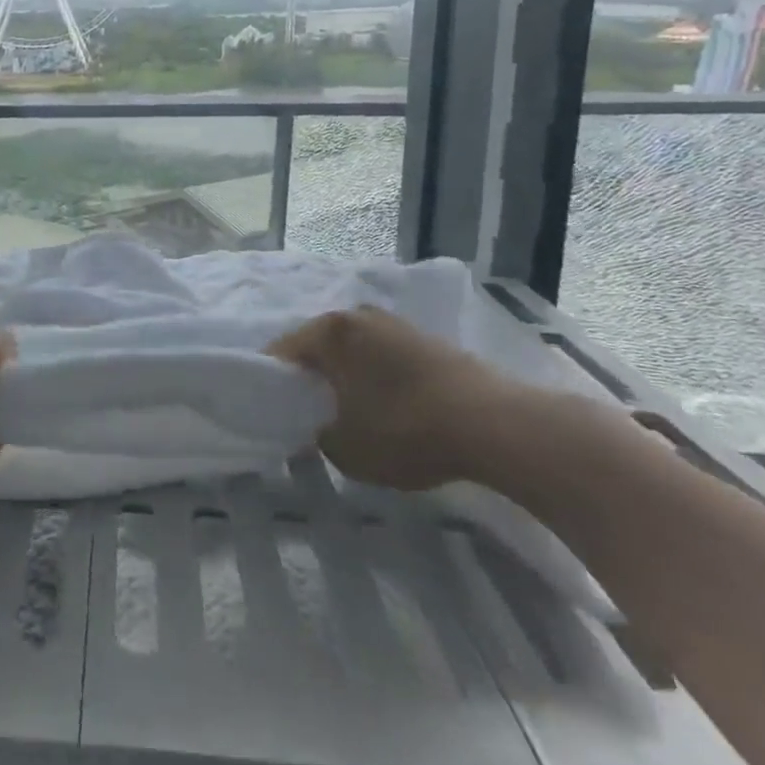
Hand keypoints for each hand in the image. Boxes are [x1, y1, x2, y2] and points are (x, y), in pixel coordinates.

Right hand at [270, 308, 529, 489]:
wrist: (494, 425)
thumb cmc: (403, 430)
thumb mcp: (344, 448)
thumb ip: (316, 436)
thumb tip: (317, 428)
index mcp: (328, 332)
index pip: (282, 352)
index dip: (271, 383)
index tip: (269, 411)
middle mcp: (358, 316)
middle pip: (319, 346)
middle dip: (310, 376)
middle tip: (306, 411)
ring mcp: (397, 324)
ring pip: (354, 350)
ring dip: (346, 375)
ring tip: (347, 410)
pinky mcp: (430, 341)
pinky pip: (385, 357)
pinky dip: (376, 377)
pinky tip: (385, 406)